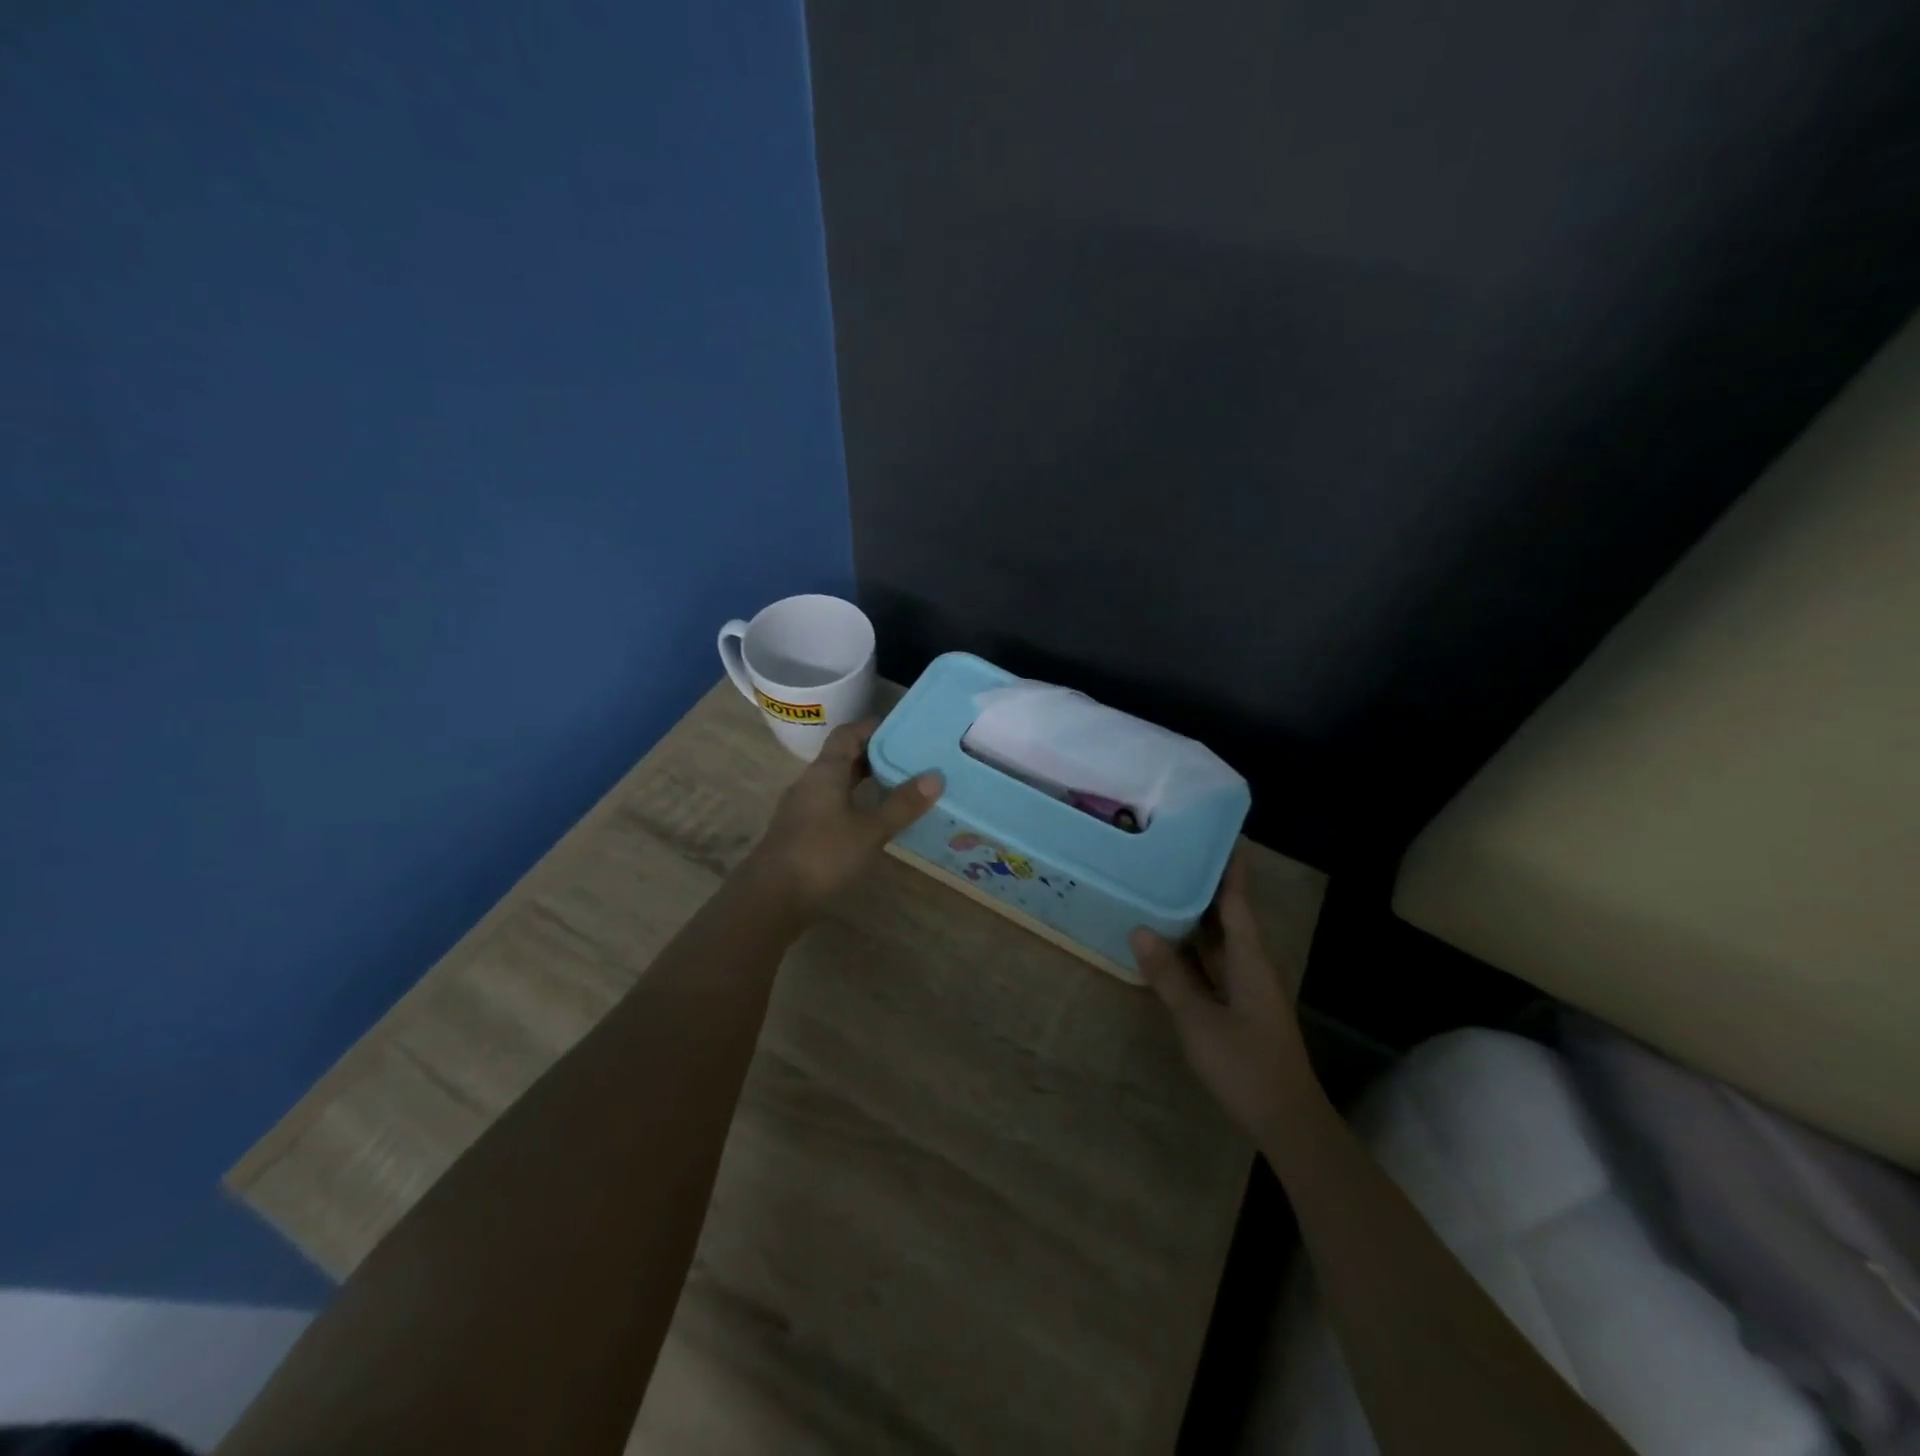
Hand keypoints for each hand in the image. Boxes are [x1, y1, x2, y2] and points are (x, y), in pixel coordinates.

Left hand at [744, 719, 942, 916]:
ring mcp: (802, 810)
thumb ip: (902, 804)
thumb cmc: (823, 855)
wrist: (771, 899)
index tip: (904, 728)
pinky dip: (855, 805)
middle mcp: (811, 783)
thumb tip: (935, 776)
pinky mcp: (801, 834)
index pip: (848, 734)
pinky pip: (833, 807)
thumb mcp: (871, 830)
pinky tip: (874, 821)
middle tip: (911, 758)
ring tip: (900, 787)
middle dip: (875, 755)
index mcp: (825, 772)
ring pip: (838, 784)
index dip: (873, 727)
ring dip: (866, 782)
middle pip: (843, 758)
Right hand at [1130, 848, 1318, 1140]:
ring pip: (1220, 938)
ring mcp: (1248, 985)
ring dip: (1197, 914)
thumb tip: (1140, 929)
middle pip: (1228, 913)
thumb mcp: (1199, 1020)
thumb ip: (1170, 975)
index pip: (1237, 899)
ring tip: (1164, 885)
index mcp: (1250, 958)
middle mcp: (1253, 963)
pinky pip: (1215, 961)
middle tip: (1172, 852)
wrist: (1287, 1120)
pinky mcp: (1241, 1004)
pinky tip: (1169, 941)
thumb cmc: (1245, 1065)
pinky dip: (1194, 945)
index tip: (1217, 831)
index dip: (1229, 866)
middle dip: (1205, 883)